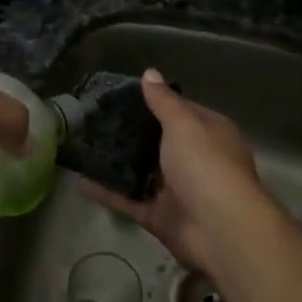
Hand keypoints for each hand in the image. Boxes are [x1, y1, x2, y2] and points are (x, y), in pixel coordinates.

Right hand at [78, 68, 272, 276]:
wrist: (220, 229)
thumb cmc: (205, 165)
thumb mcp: (183, 124)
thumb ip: (163, 101)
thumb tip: (149, 72)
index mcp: (209, 133)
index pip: (181, 110)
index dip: (155, 101)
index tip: (122, 95)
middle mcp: (195, 159)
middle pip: (159, 142)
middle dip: (132, 132)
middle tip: (96, 119)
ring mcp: (177, 190)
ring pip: (142, 172)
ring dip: (117, 162)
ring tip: (84, 145)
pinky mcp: (160, 216)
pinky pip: (129, 200)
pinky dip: (107, 192)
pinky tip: (80, 180)